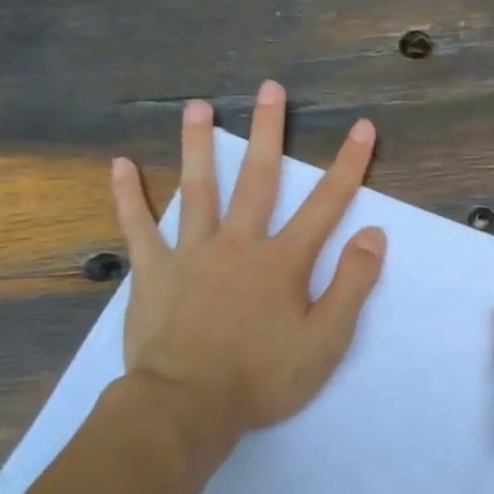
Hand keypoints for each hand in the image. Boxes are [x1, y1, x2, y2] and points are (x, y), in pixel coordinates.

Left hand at [111, 80, 385, 442]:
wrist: (187, 405)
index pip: (326, 204)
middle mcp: (239, 243)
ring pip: (197, 189)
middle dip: (269, 131)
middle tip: (270, 88)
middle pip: (258, 178)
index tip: (361, 127)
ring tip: (197, 107)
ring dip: (200, 146)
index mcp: (283, 261)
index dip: (348, 164)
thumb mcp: (326, 340)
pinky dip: (129, 197)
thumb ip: (352, 285)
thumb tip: (372, 235)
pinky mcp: (153, 272)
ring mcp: (192, 253)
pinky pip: (139, 227)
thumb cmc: (264, 377)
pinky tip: (121, 166)